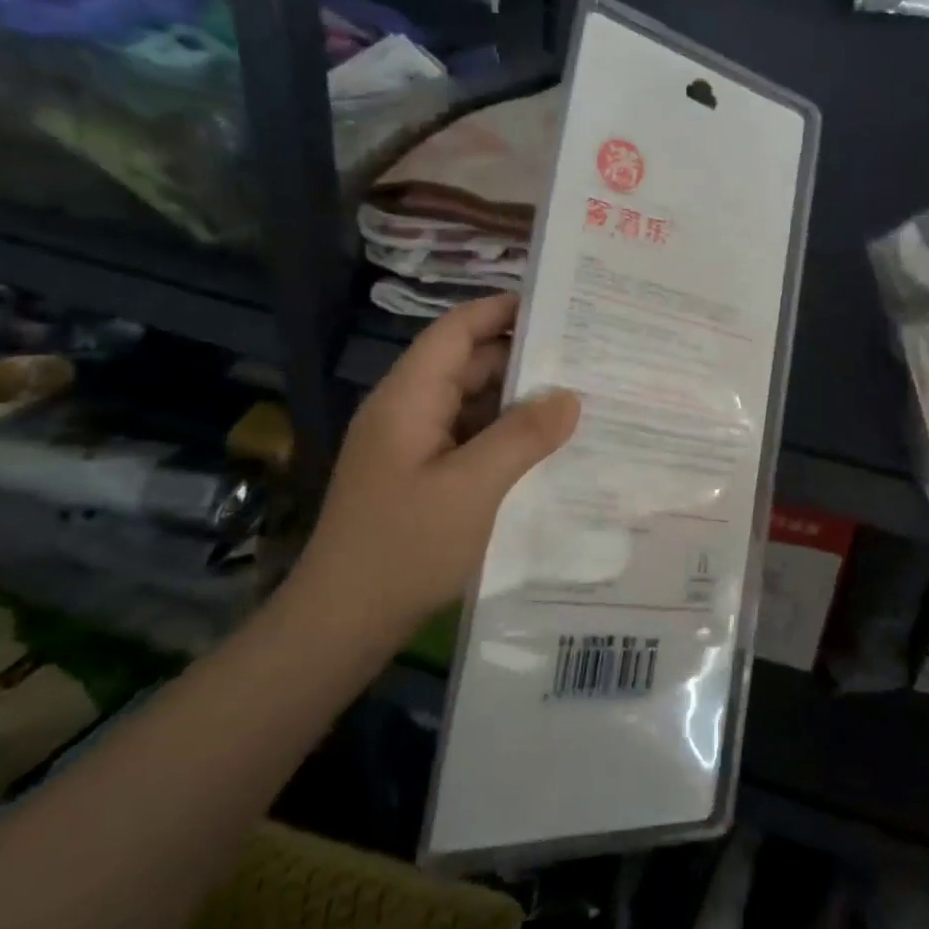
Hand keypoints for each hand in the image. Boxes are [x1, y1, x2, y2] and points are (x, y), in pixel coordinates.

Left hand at [298, 294, 578, 639]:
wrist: (343, 623)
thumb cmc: (404, 547)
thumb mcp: (473, 488)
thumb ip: (523, 436)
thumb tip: (568, 395)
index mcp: (409, 398)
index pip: (456, 331)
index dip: (501, 311)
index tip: (558, 306)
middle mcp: (408, 411)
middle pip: (467, 365)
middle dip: (522, 358)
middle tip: (585, 358)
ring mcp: (412, 446)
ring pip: (471, 405)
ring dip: (517, 402)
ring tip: (578, 399)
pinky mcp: (421, 476)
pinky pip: (469, 439)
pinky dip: (505, 436)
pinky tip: (545, 449)